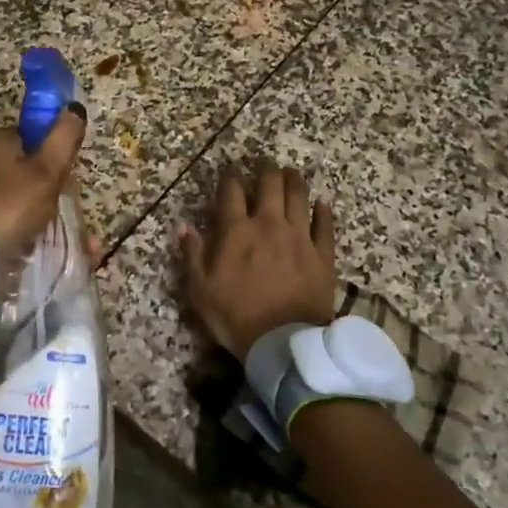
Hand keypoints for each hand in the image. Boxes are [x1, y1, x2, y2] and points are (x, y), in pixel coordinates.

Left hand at [0, 106, 87, 261]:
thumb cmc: (12, 205)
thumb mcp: (47, 169)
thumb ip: (63, 138)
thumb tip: (74, 107)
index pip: (31, 134)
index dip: (53, 151)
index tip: (67, 173)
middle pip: (28, 167)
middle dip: (52, 187)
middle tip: (66, 208)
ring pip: (21, 197)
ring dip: (44, 213)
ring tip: (66, 235)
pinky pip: (10, 220)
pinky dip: (28, 230)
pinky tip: (44, 244)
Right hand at [179, 165, 336, 361]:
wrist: (284, 343)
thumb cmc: (236, 317)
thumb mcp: (200, 290)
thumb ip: (192, 254)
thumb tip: (182, 226)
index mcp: (236, 231)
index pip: (231, 192)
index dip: (229, 177)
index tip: (229, 171)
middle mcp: (268, 224)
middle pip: (269, 185)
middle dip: (266, 170)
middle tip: (265, 164)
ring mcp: (299, 237)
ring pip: (299, 197)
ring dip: (294, 181)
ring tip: (291, 173)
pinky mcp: (323, 255)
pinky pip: (325, 225)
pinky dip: (323, 211)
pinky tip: (321, 203)